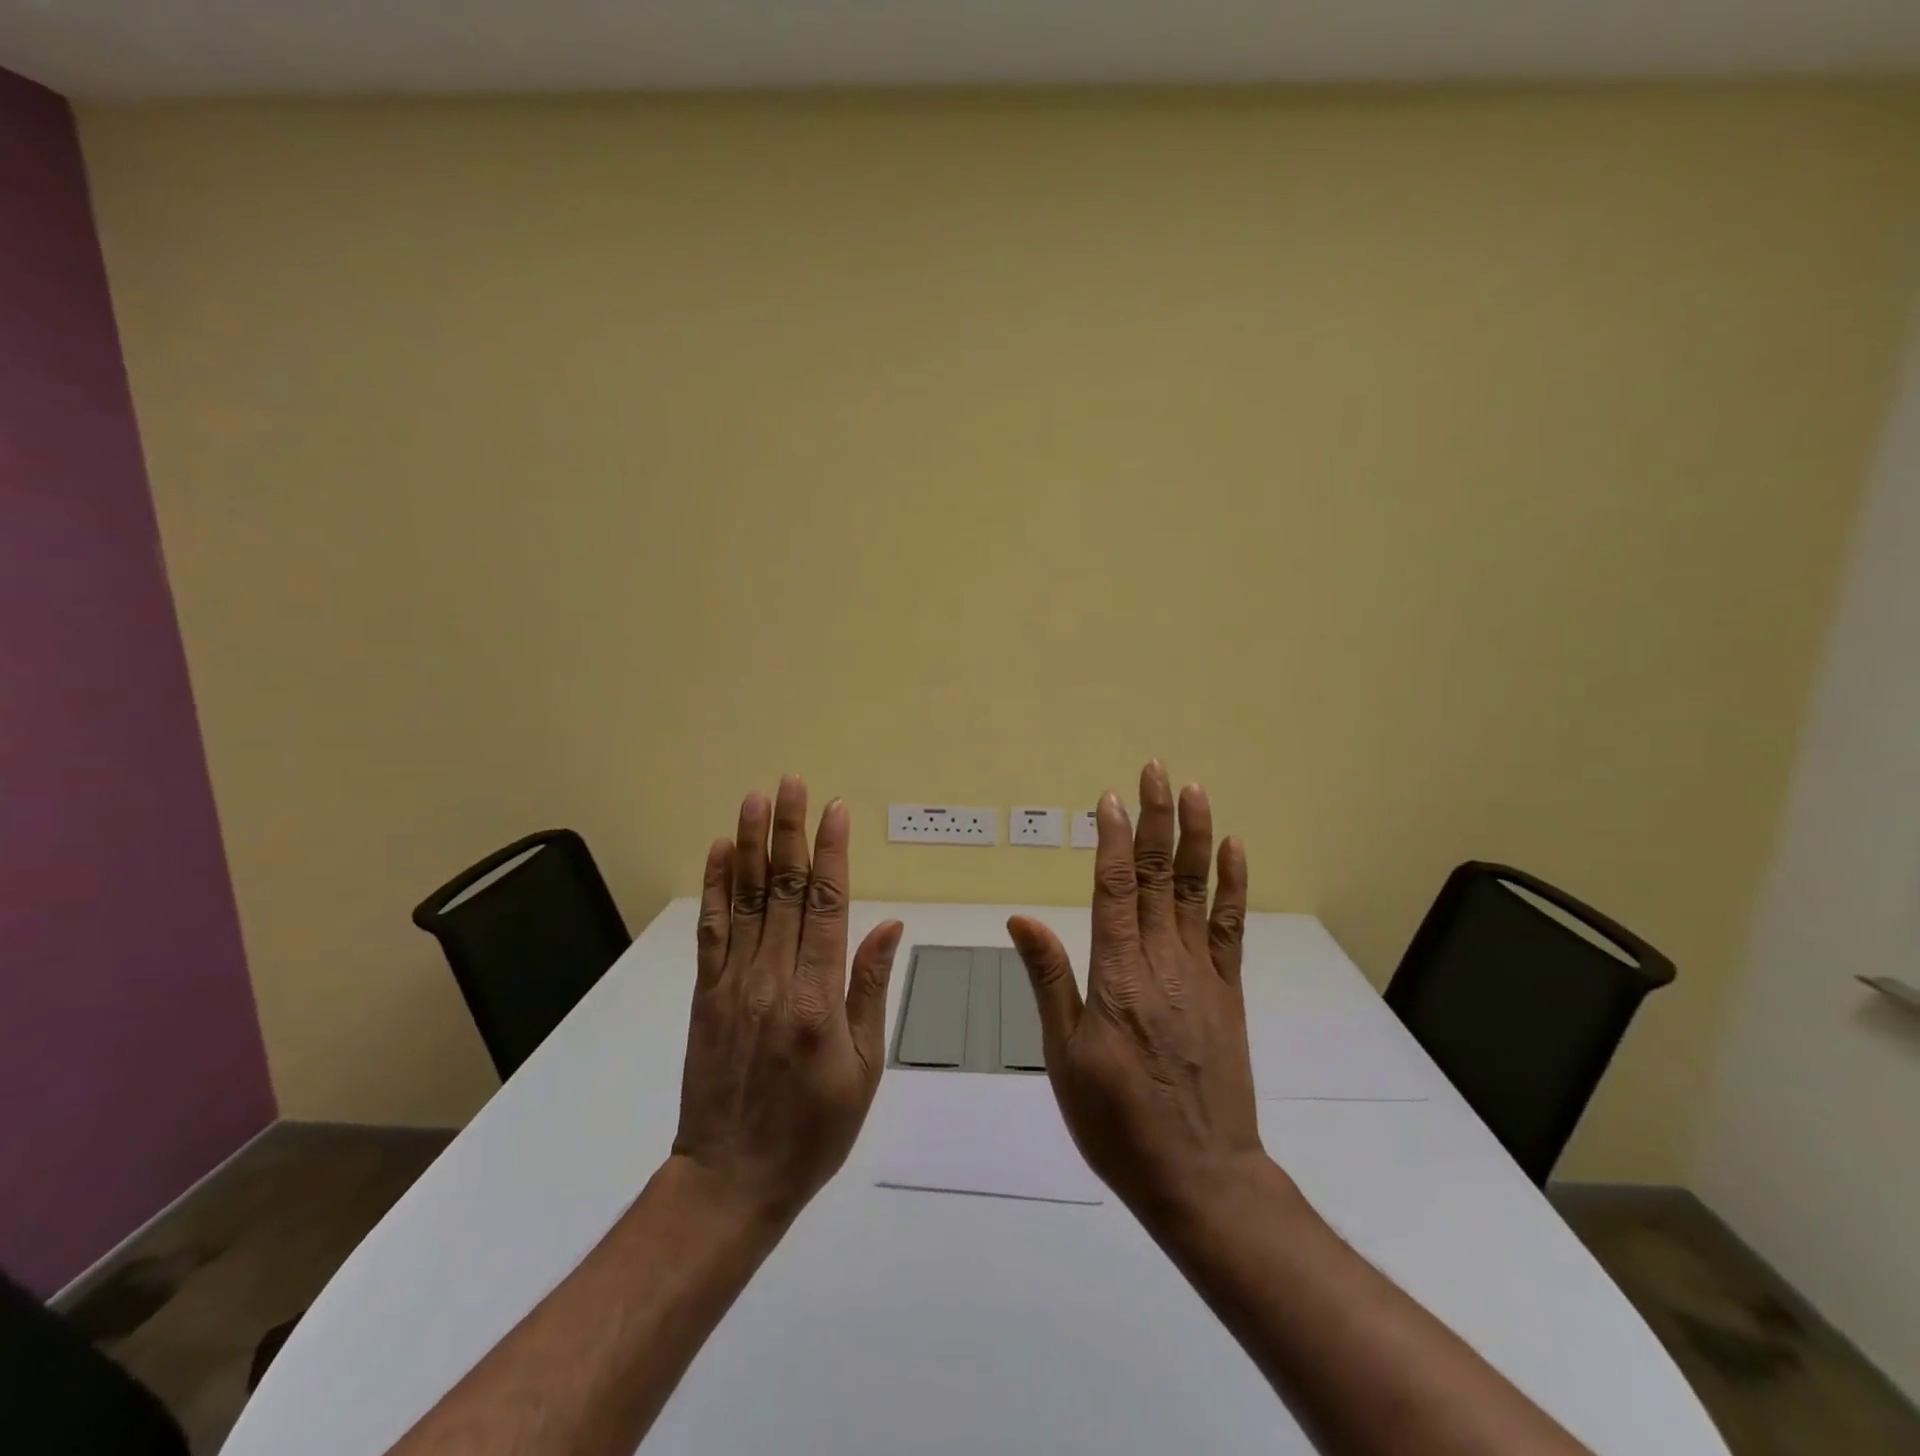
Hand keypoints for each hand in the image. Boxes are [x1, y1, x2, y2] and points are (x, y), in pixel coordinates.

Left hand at [672, 775, 903, 1223]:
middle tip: (792, 783)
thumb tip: (889, 926)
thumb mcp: (864, 1069)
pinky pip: (711, 931)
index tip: (835, 810)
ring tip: (755, 799)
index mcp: (818, 998)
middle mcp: (773, 979)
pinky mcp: (705, 995)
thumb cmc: (813, 1130)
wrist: (731, 1179)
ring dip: (750, 845)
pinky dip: (715, 887)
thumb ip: (871, 990)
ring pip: (745, 900)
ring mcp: (733, 983)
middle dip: (789, 831)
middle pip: (783, 890)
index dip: (831, 852)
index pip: (827, 905)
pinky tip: (719, 853)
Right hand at [1007, 761, 1262, 1226]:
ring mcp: (1201, 973)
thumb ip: (1050, 980)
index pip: (1113, 888)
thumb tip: (1022, 919)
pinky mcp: (1228, 991)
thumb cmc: (1117, 1121)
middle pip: (1155, 876)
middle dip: (1155, 819)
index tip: (1111, 799)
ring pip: (1194, 891)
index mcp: (1117, 974)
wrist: (1200, 1176)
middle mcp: (1162, 961)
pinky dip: (1231, 887)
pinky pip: (1230, 928)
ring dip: (1195, 838)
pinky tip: (1234, 852)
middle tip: (1155, 770)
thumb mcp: (1065, 1056)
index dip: (1112, 839)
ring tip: (1195, 792)